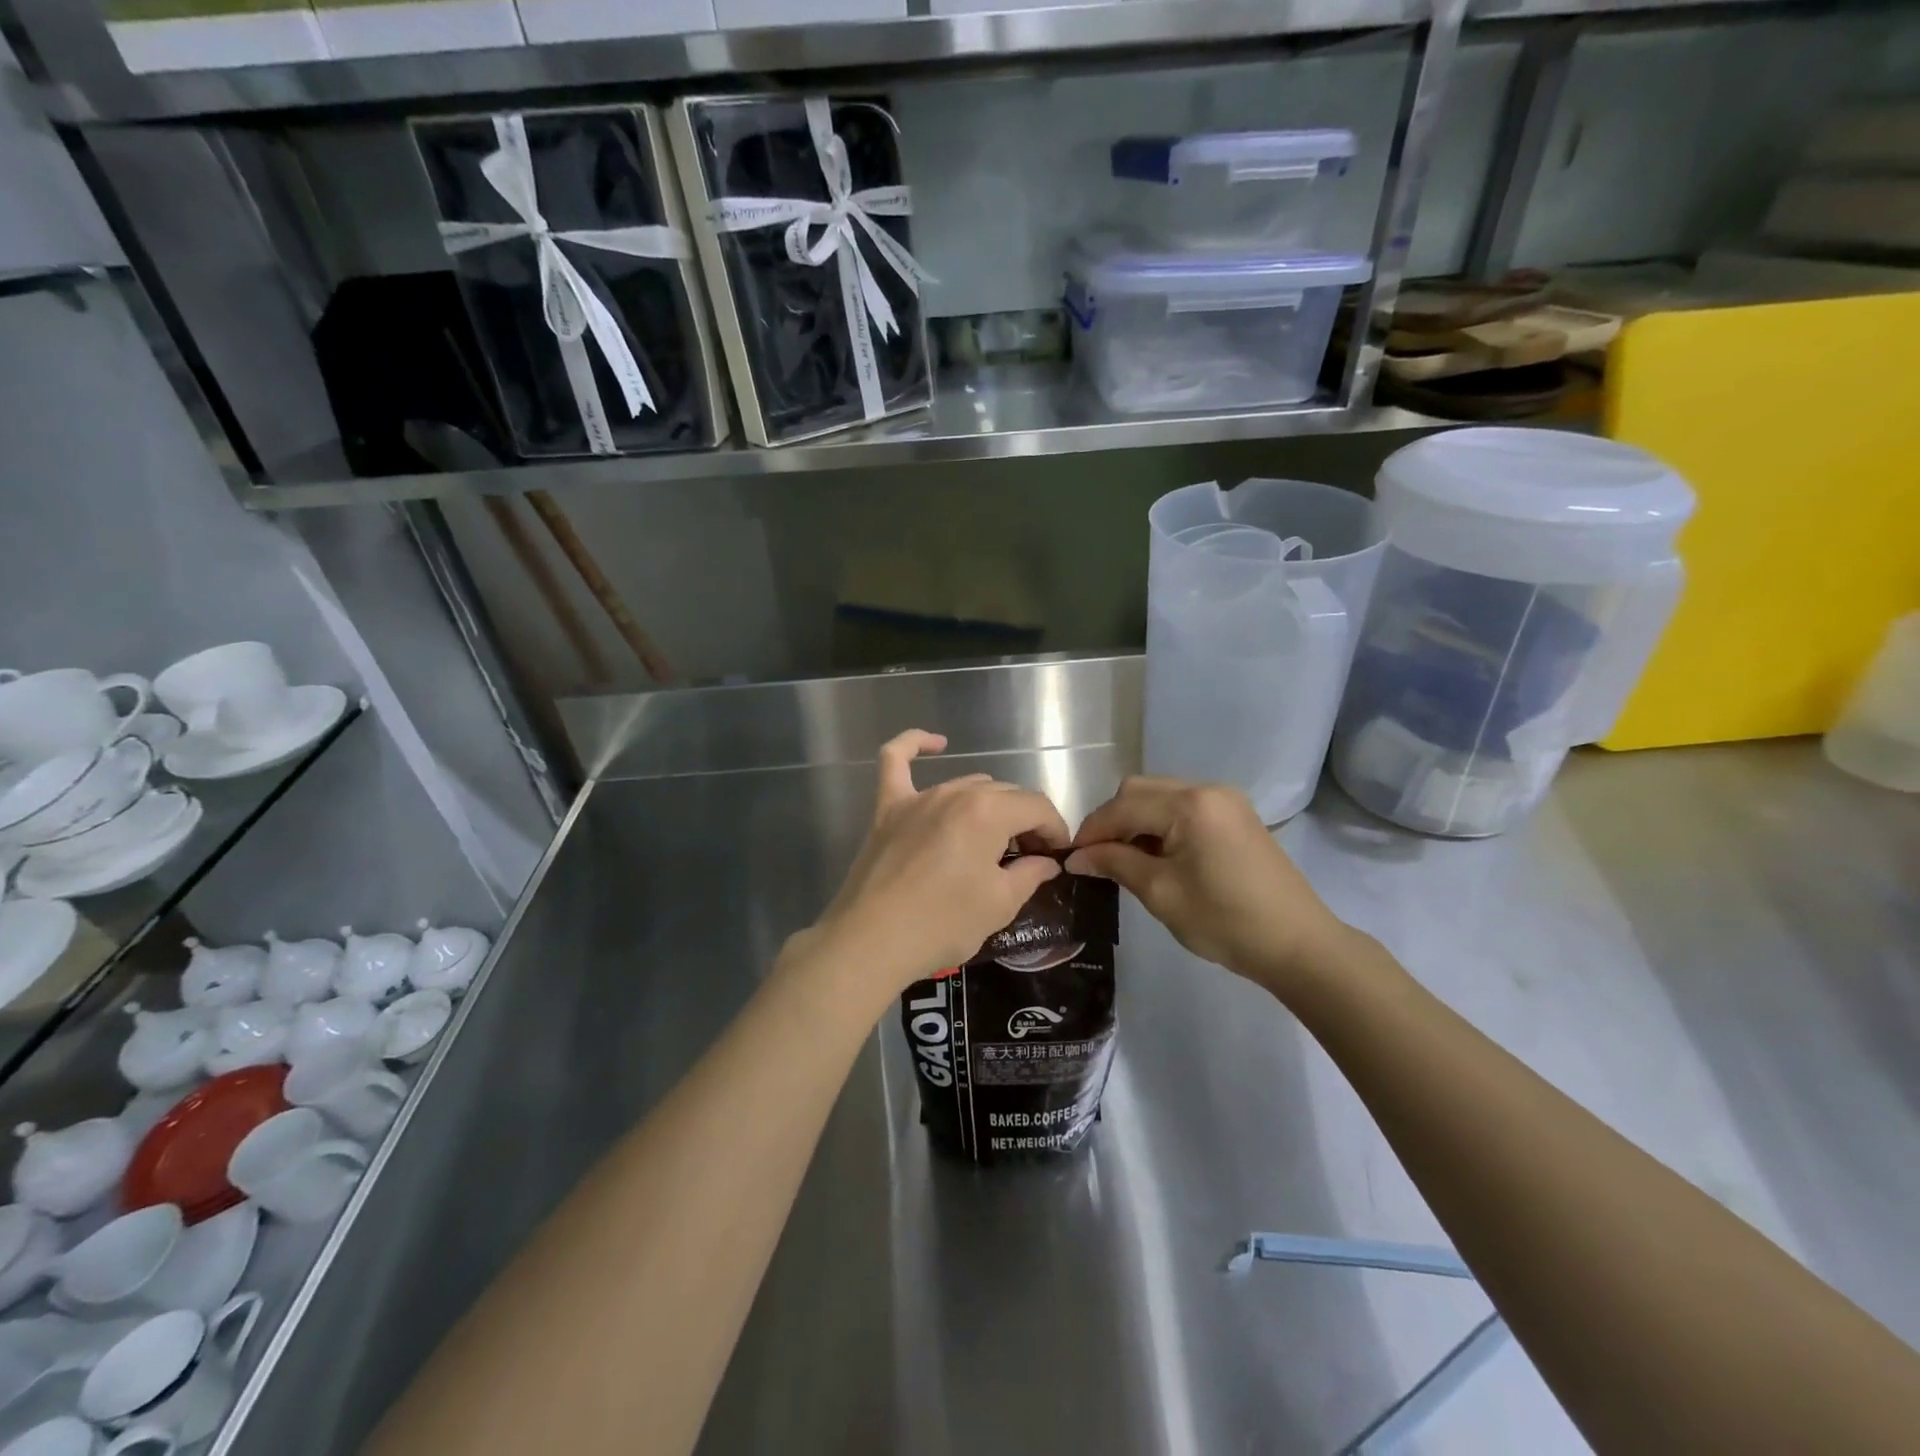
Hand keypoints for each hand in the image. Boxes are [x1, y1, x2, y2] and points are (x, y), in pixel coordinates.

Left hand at [797, 730, 1070, 1000]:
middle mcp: (956, 792)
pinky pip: (896, 762)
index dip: (1055, 830)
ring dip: (990, 805)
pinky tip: (936, 743)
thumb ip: (1030, 874)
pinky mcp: (888, 808)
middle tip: (1029, 858)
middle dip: (1026, 821)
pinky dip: (914, 745)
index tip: (1057, 857)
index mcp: (989, 812)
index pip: (1037, 807)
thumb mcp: (1000, 904)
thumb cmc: (942, 924)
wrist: (871, 941)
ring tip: (994, 841)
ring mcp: (919, 797)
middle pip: (1006, 794)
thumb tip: (1046, 862)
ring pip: (968, 785)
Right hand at [1066, 775, 1351, 995]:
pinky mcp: (1236, 816)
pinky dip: (1161, 824)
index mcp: (1189, 804)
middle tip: (1098, 858)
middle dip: (1113, 820)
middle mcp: (1207, 789)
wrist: (1298, 944)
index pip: (1122, 806)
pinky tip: (1157, 855)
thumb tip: (1076, 857)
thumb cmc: (1224, 920)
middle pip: (1140, 790)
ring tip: (1125, 860)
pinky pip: (1184, 807)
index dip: (1092, 831)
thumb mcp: (1160, 893)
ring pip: (1161, 796)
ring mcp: (1226, 800)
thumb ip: (1115, 864)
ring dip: (1136, 821)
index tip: (1070, 858)